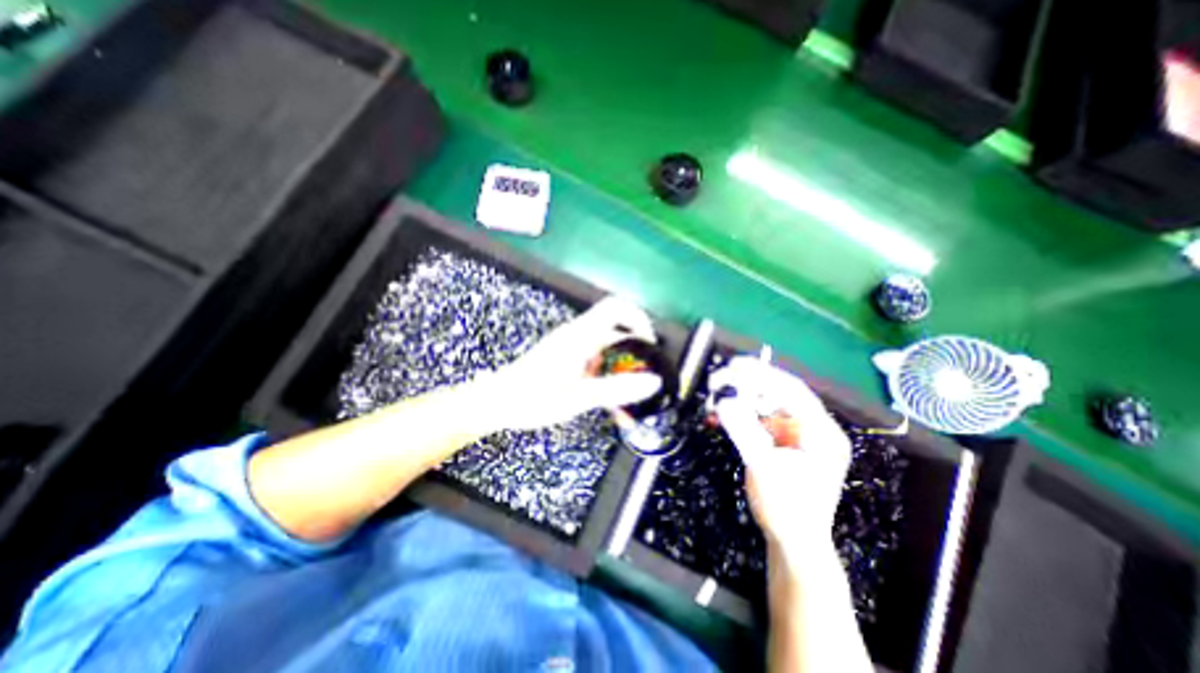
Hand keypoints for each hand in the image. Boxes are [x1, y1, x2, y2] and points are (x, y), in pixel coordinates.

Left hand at [477, 297, 666, 432]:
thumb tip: (653, 382)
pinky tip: (608, 399)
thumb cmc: (533, 398)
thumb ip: (616, 389)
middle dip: (634, 351)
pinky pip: (595, 360)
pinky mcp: (566, 358)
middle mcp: (577, 335)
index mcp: (581, 335)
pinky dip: (607, 374)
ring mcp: (571, 346)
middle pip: (616, 329)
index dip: (639, 319)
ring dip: (621, 367)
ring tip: (628, 395)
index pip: (616, 308)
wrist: (497, 402)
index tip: (650, 346)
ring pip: (606, 348)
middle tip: (643, 376)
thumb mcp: (578, 396)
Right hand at [712, 359, 851, 558]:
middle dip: (750, 383)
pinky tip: (723, 414)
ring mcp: (798, 435)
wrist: (793, 543)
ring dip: (743, 397)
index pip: (792, 391)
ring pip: (768, 404)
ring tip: (718, 393)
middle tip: (721, 376)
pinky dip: (742, 414)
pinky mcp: (783, 443)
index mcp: (821, 432)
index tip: (734, 364)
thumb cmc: (786, 508)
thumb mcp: (763, 466)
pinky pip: (761, 419)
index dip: (763, 374)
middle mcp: (813, 429)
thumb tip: (723, 399)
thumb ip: (743, 430)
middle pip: (780, 394)